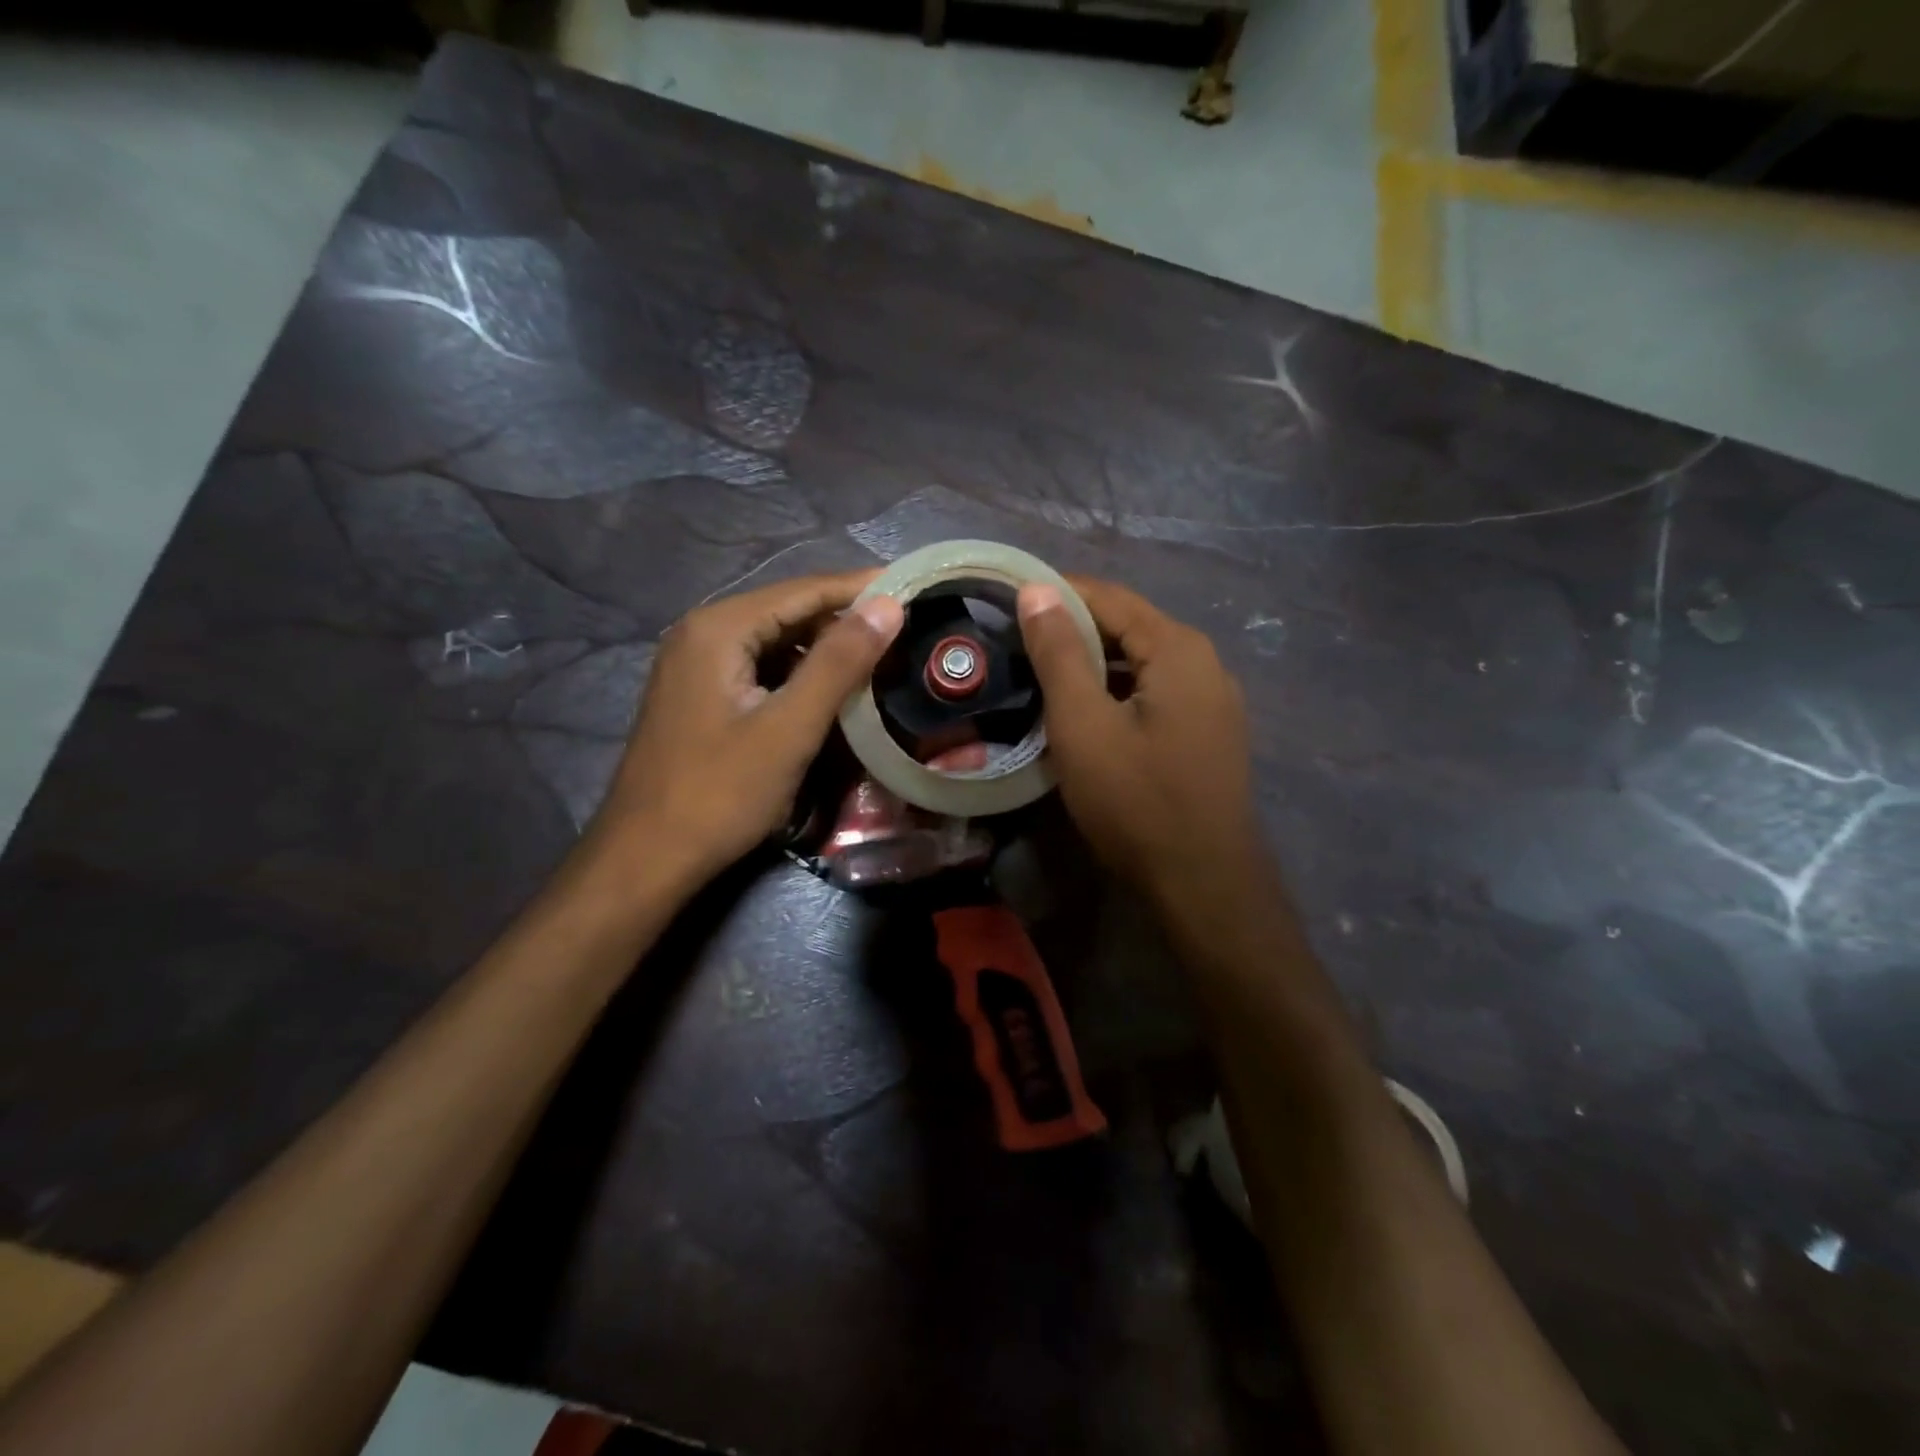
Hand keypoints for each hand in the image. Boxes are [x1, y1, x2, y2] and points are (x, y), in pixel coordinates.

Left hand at [588, 571, 904, 887]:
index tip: (913, 587)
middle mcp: (702, 632)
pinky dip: (798, 672)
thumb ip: (840, 662)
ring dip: (824, 647)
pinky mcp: (700, 694)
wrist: (647, 857)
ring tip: (878, 656)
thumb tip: (888, 605)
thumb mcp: (789, 727)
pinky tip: (830, 688)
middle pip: (787, 610)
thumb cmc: (720, 792)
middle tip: (904, 627)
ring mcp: (695, 664)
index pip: (804, 591)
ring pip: (775, 640)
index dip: (861, 588)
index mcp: (719, 628)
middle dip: (845, 618)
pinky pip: (760, 666)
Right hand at [1017, 578, 1260, 909]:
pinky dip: (1116, 692)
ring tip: (1041, 676)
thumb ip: (1060, 652)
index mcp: (1178, 648)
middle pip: (1129, 627)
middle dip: (1072, 629)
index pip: (1109, 597)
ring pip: (1141, 664)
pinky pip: (1154, 694)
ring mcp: (1212, 701)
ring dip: (1093, 664)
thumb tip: (1038, 589)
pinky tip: (1085, 713)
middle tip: (1016, 644)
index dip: (1056, 593)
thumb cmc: (1136, 800)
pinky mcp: (1207, 734)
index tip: (1007, 603)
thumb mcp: (1083, 723)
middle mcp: (1204, 663)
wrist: (1202, 884)